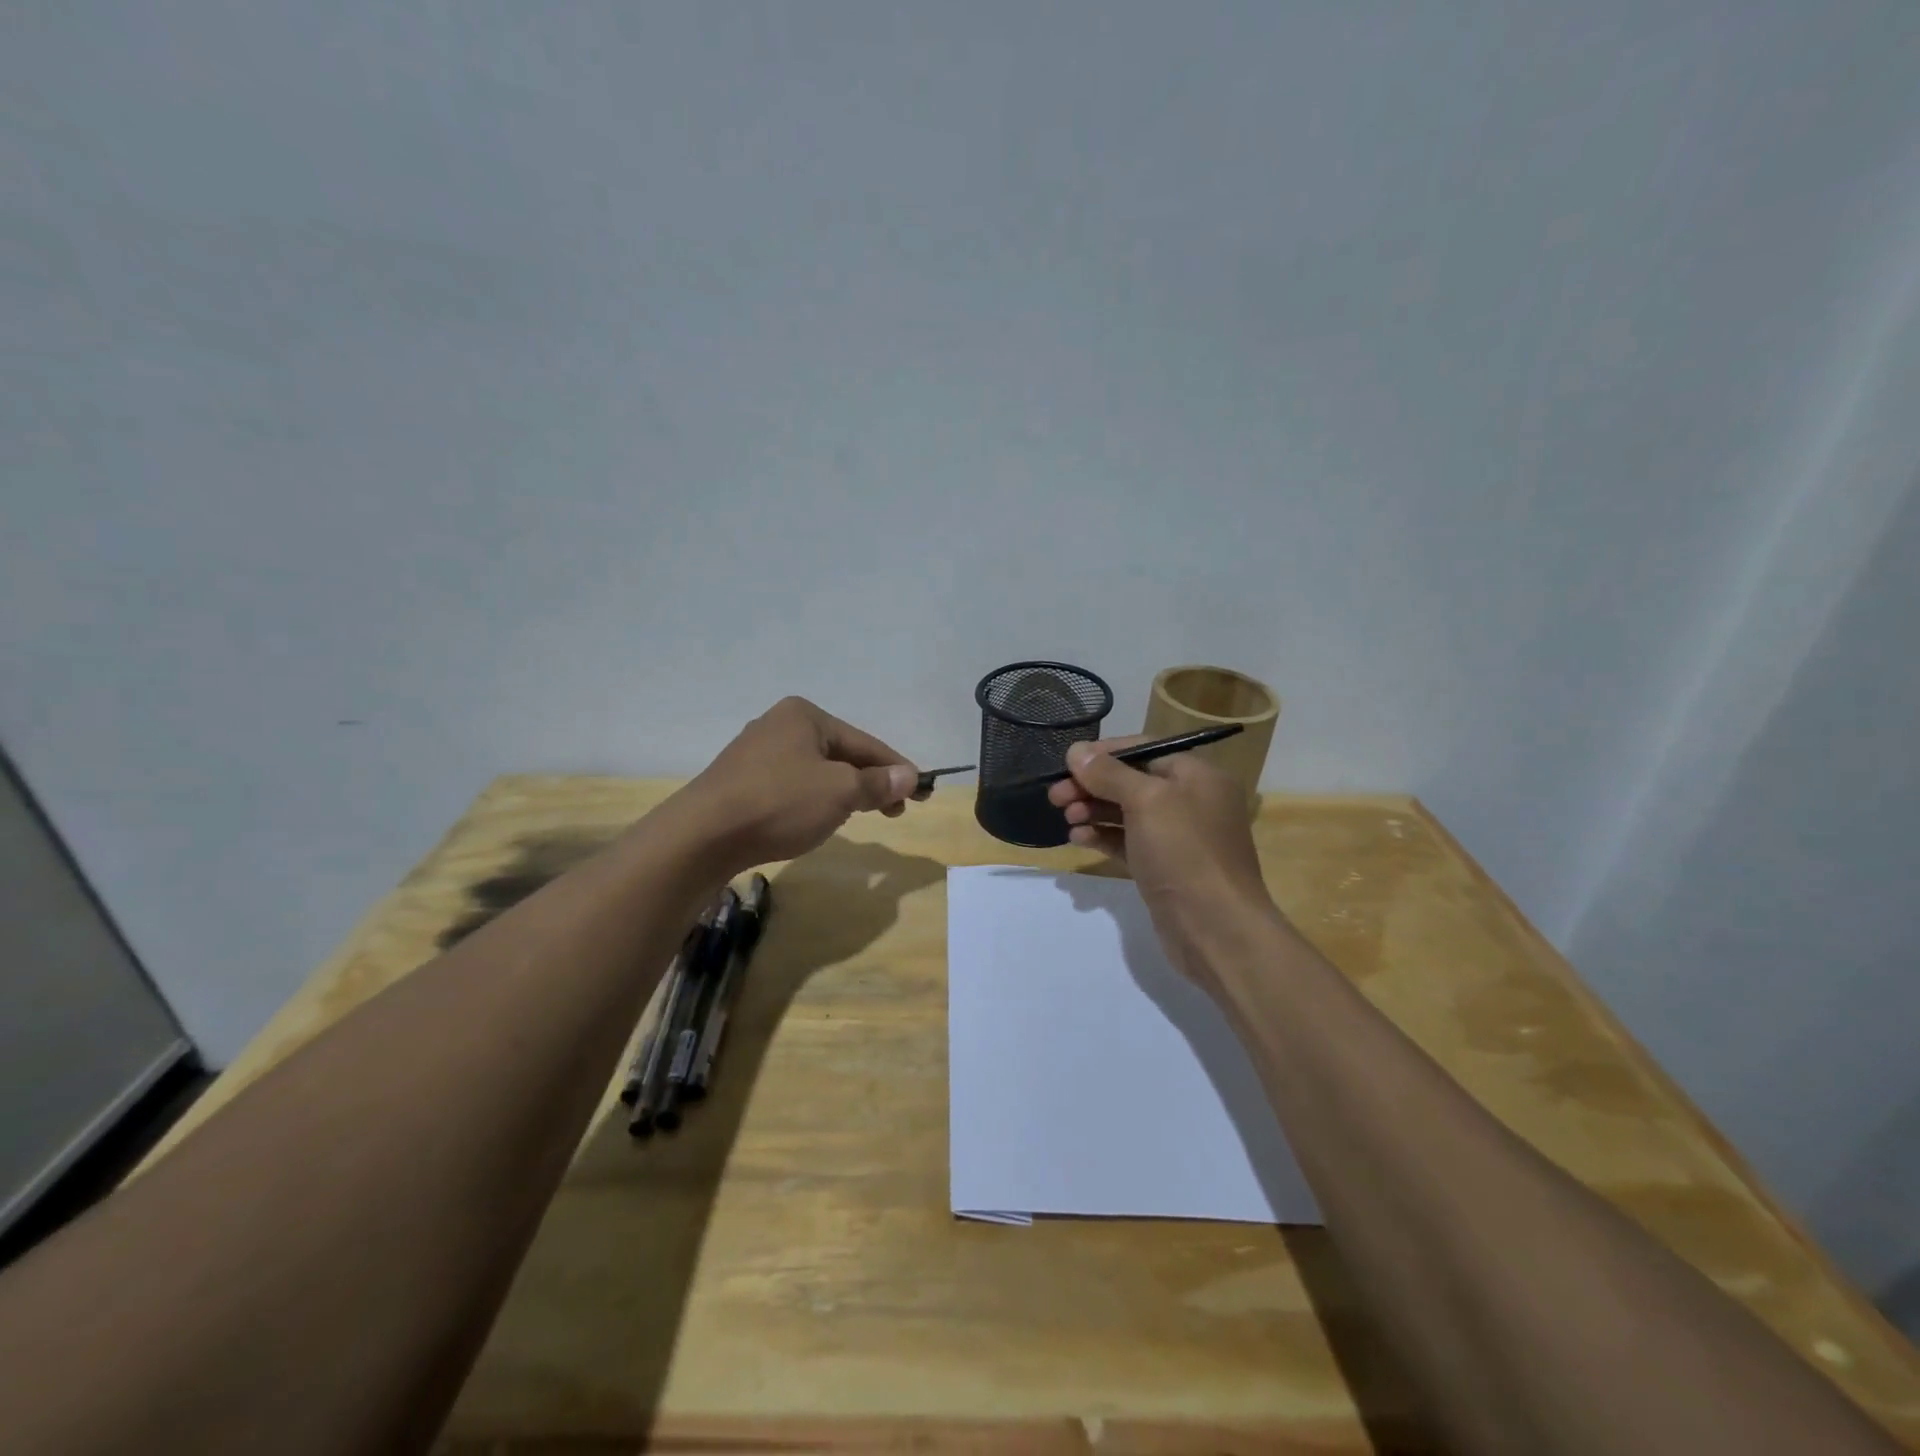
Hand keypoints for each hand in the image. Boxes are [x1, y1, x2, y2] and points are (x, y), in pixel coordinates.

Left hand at [680, 697, 919, 869]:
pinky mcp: (740, 781)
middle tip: (896, 811)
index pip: (865, 742)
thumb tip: (910, 775)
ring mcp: (755, 753)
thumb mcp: (840, 792)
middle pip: (840, 754)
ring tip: (860, 815)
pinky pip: (791, 786)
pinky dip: (814, 800)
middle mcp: (779, 725)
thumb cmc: (780, 803)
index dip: (897, 767)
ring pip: (816, 771)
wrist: (702, 835)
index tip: (921, 791)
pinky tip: (817, 819)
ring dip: (843, 792)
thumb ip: (878, 783)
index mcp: (805, 716)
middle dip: (870, 782)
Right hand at [1048, 737, 1278, 984]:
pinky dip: (1103, 836)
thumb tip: (1077, 751)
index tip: (1067, 762)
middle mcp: (1190, 801)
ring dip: (1093, 811)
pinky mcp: (1163, 867)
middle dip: (1092, 785)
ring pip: (1127, 813)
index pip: (1143, 749)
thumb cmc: (1184, 852)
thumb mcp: (1146, 801)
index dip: (1103, 753)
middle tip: (1055, 795)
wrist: (1215, 928)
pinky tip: (1078, 838)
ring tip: (1066, 817)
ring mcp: (1178, 837)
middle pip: (1132, 781)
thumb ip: (1109, 773)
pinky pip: (1128, 842)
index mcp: (1197, 776)